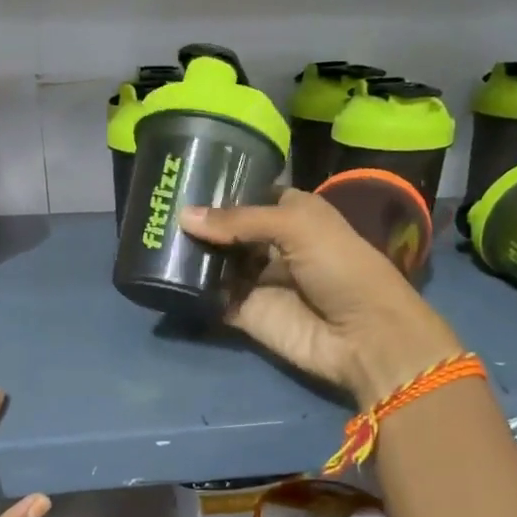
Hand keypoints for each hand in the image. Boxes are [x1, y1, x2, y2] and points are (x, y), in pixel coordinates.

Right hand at [182, 189, 465, 406]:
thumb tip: (183, 216)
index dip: (221, 189)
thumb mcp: (297, 226)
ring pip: (215, 263)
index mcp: (293, 214)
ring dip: (189, 254)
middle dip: (197, 223)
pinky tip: (162, 276)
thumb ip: (239, 220)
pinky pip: (213, 298)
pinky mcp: (246, 314)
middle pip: (227, 230)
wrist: (364, 336)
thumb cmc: (341, 267)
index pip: (250, 195)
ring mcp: (258, 281)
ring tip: (151, 239)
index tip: (181, 180)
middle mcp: (273, 245)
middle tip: (155, 211)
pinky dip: (191, 290)